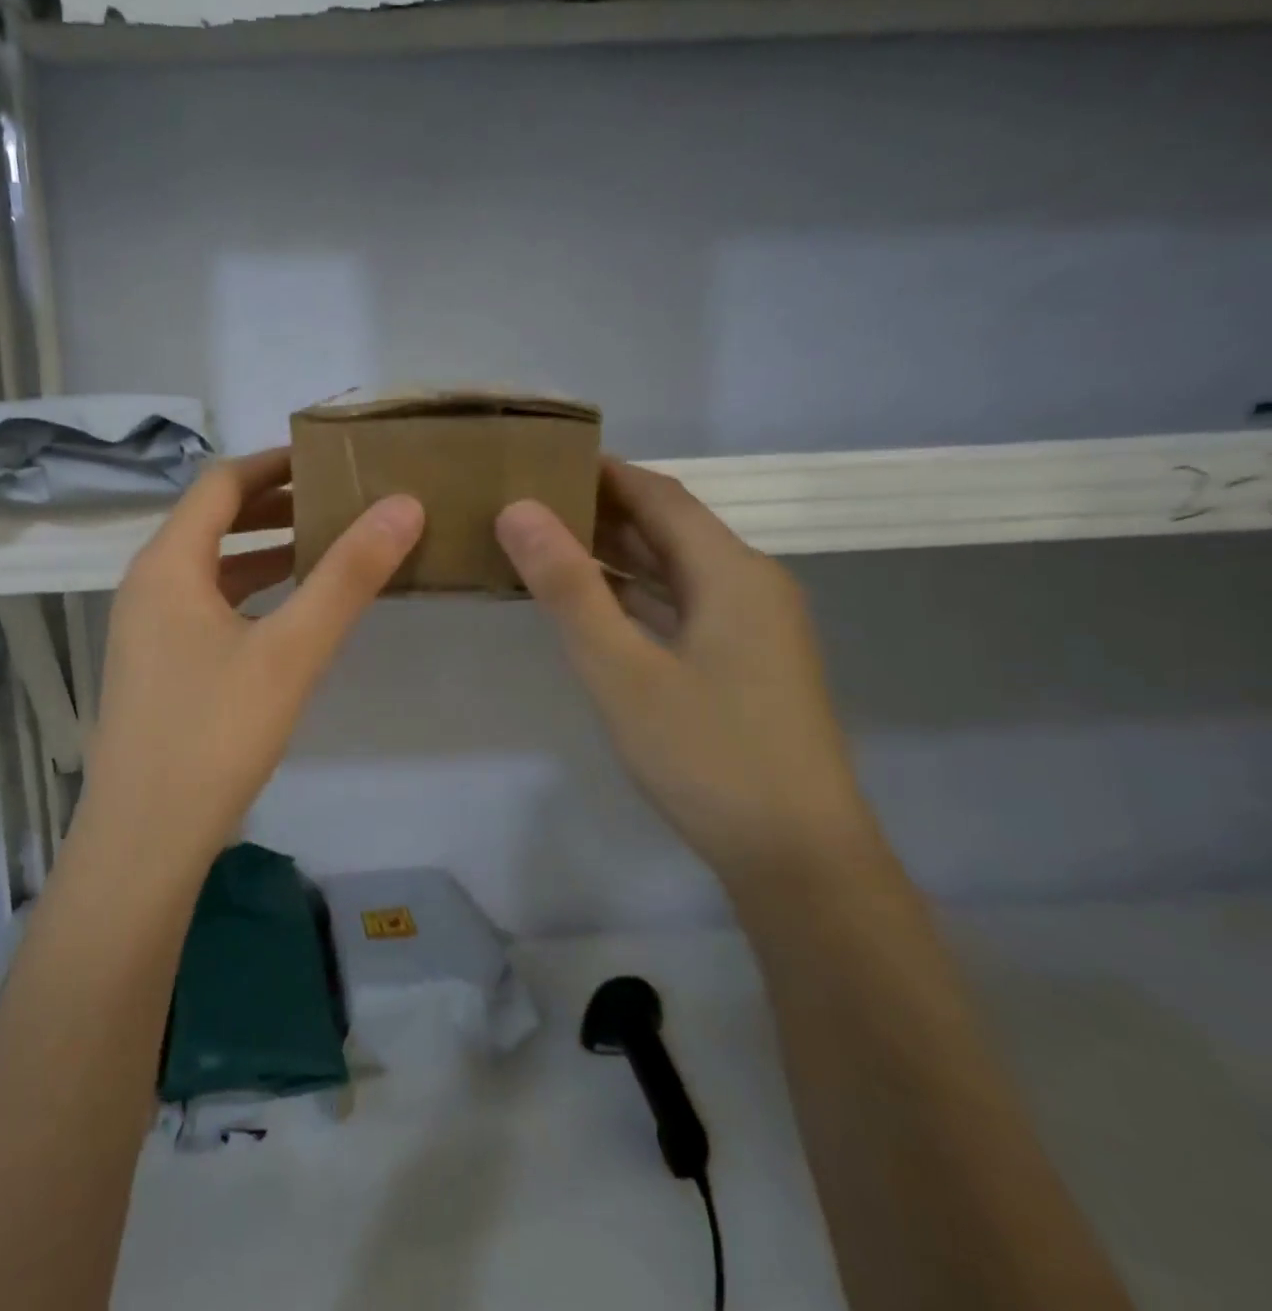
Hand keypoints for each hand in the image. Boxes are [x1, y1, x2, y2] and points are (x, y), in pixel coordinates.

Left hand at [81, 448, 423, 856]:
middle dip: (273, 505)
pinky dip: (248, 593)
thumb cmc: (214, 735)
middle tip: (337, 498)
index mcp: (167, 564)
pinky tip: (288, 613)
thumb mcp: (290, 651)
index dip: (275, 463)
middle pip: (211, 520)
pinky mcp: (156, 666)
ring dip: (262, 550)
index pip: (222, 483)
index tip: (329, 458)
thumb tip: (403, 504)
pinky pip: (205, 606)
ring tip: (324, 546)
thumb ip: (347, 576)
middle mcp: (147, 585)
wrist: (144, 839)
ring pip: (210, 567)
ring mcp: (146, 629)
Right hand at [496, 460, 878, 881]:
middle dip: (602, 509)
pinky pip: (681, 607)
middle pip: (670, 528)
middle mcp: (750, 585)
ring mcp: (752, 628)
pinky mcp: (745, 663)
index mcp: (731, 571)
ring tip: (546, 542)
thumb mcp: (620, 668)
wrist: (796, 856)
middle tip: (529, 500)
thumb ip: (568, 587)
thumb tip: (518, 511)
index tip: (542, 458)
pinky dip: (635, 595)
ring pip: (675, 570)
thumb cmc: (706, 754)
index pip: (659, 495)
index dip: (603, 471)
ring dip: (616, 553)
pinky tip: (594, 604)